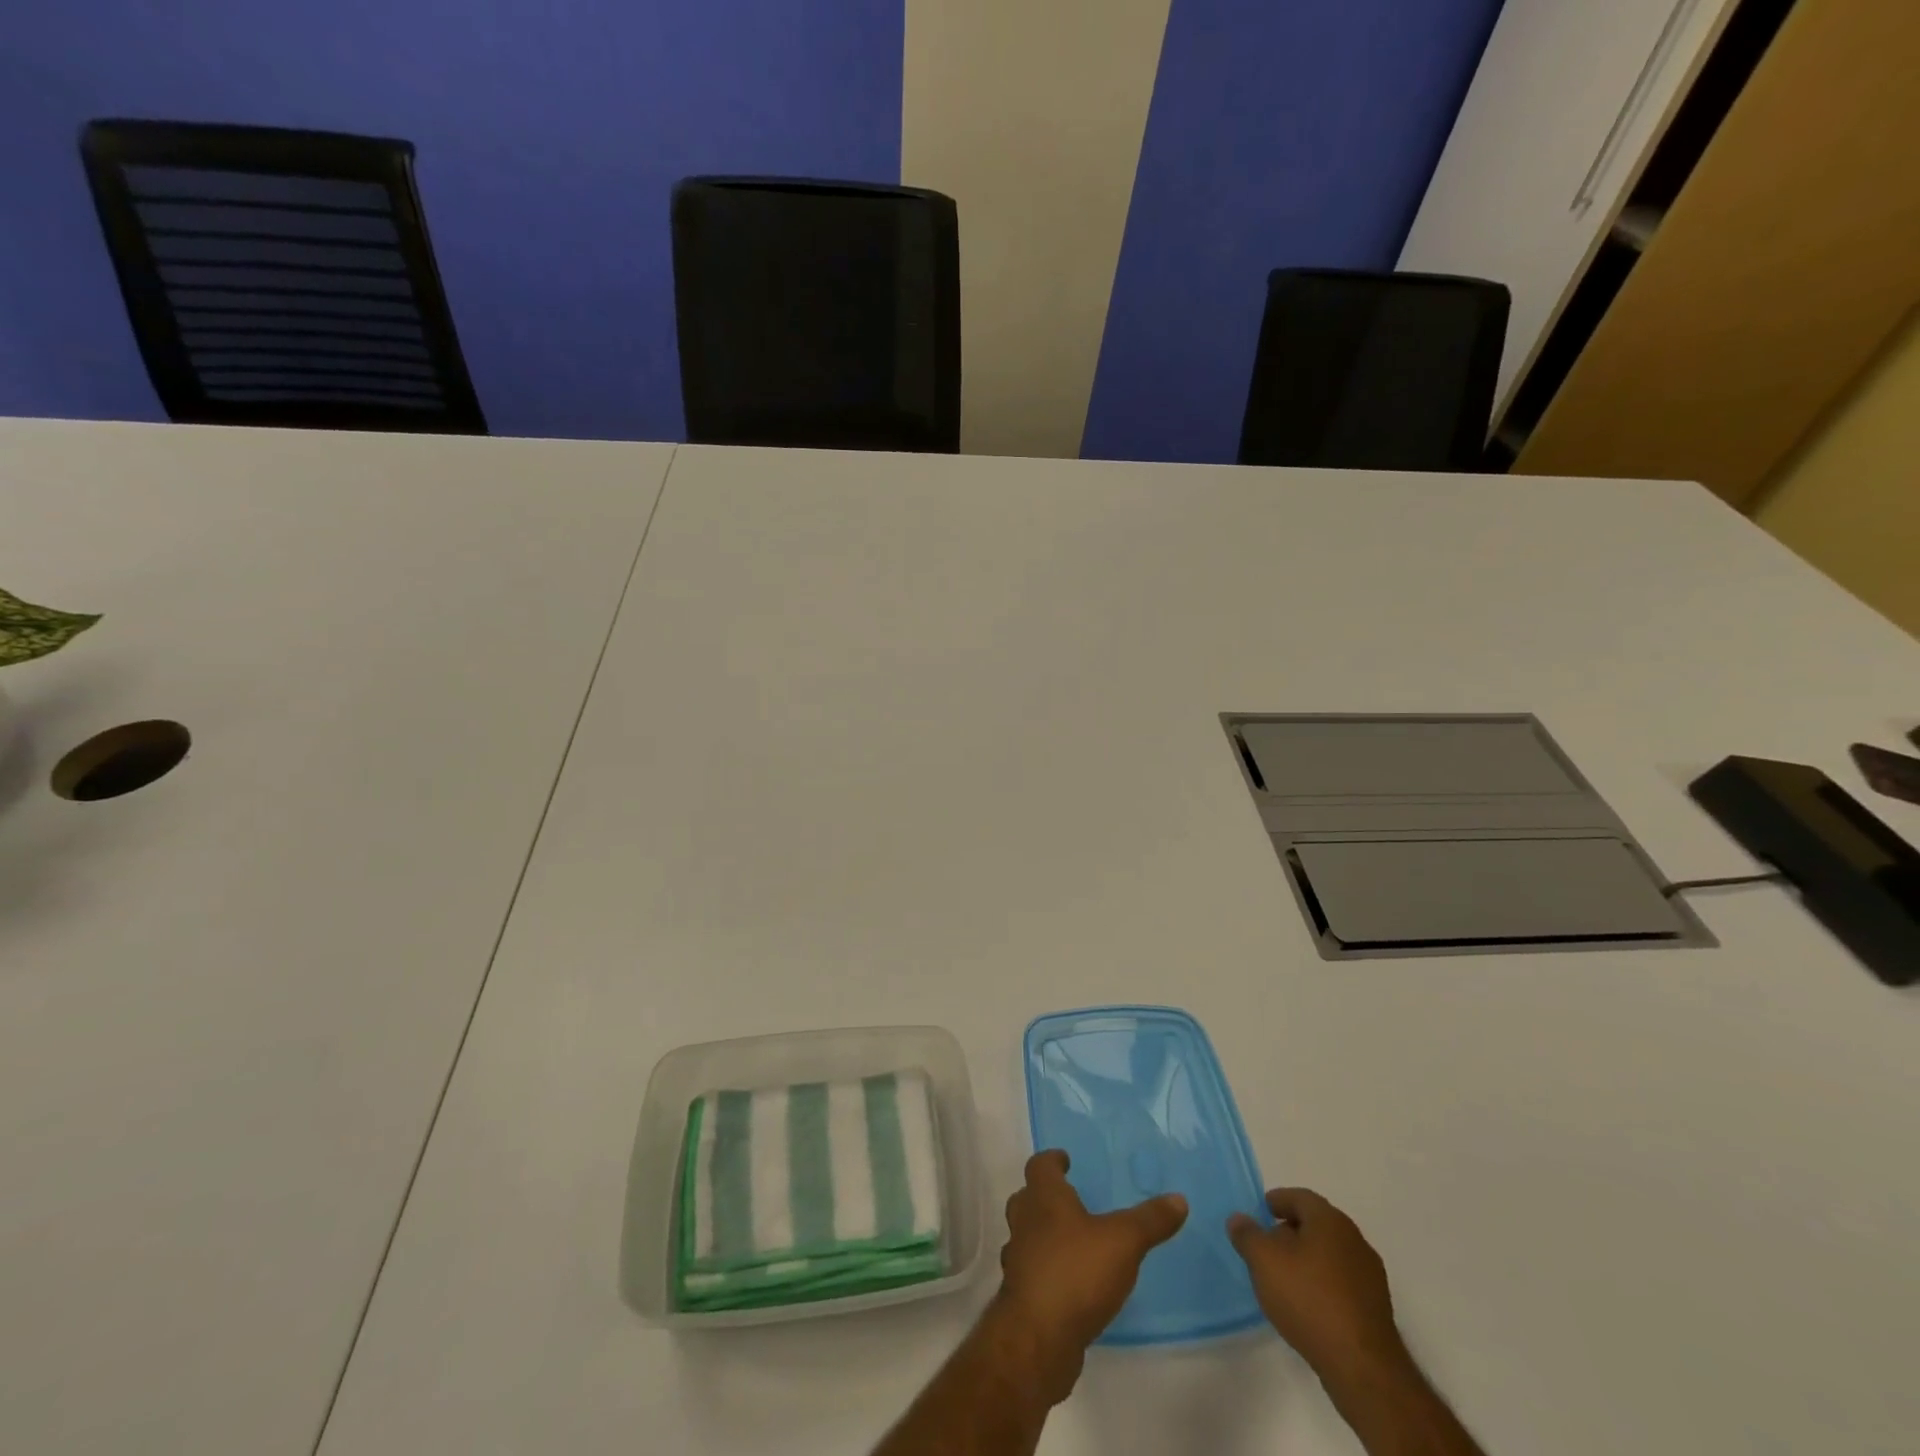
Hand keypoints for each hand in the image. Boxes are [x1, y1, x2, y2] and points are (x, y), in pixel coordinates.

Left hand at [989, 1150, 1187, 1403]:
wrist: (1038, 1338)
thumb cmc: (1077, 1272)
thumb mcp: (1123, 1241)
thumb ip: (1150, 1220)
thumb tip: (1179, 1199)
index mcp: (1044, 1198)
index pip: (1040, 1165)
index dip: (1052, 1160)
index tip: (1064, 1160)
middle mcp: (1025, 1222)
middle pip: (1026, 1198)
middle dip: (1043, 1195)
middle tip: (1068, 1199)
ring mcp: (1018, 1260)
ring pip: (1025, 1235)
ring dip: (1041, 1234)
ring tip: (1069, 1241)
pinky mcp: (1020, 1296)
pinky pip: (1031, 1271)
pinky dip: (1044, 1270)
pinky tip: (1067, 1284)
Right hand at [1228, 1188, 1407, 1391]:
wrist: (1361, 1366)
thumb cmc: (1308, 1299)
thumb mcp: (1263, 1260)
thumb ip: (1247, 1234)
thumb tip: (1239, 1219)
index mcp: (1330, 1220)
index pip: (1300, 1197)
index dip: (1277, 1201)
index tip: (1260, 1213)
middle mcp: (1355, 1240)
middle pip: (1316, 1225)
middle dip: (1290, 1232)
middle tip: (1267, 1246)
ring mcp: (1370, 1277)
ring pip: (1330, 1255)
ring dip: (1307, 1260)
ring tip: (1283, 1279)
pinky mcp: (1376, 1309)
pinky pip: (1341, 1284)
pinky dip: (1322, 1285)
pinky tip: (1307, 1305)